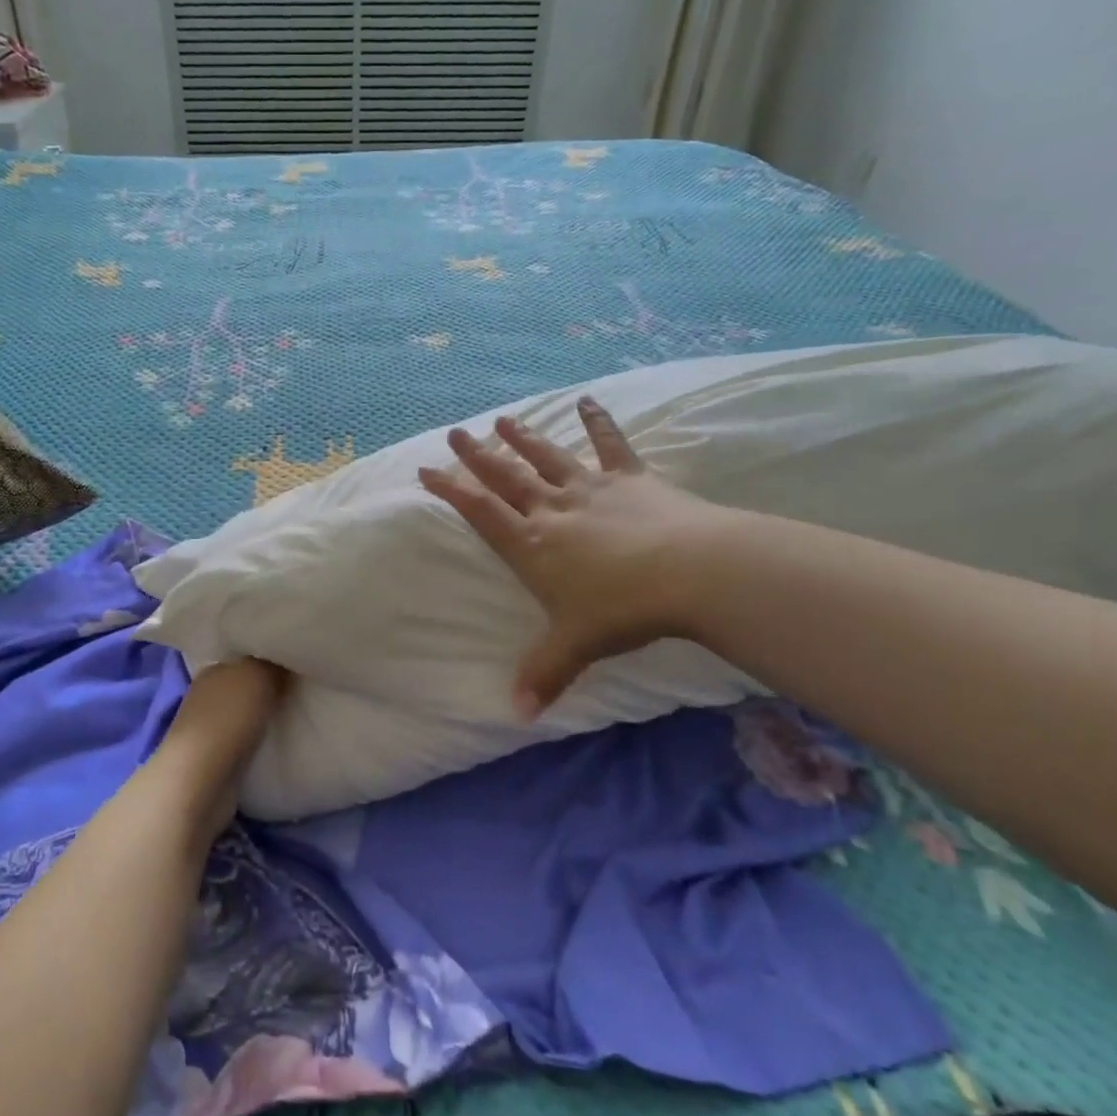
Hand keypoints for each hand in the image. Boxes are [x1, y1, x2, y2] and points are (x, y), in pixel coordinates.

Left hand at [151, 660, 287, 836]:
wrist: (202, 779)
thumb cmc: (228, 717)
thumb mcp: (259, 676)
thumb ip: (274, 665)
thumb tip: (285, 663)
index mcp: (212, 669)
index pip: (243, 658)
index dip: (267, 660)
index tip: (293, 665)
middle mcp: (205, 695)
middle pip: (243, 685)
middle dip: (266, 688)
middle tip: (297, 691)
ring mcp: (206, 728)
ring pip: (242, 714)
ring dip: (261, 716)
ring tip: (291, 716)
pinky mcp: (212, 758)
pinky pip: (242, 740)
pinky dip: (256, 740)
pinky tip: (274, 741)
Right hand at [418, 397, 740, 717]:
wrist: (690, 571)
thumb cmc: (622, 609)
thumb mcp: (575, 646)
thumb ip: (543, 674)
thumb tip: (518, 715)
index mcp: (532, 545)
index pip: (480, 512)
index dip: (450, 491)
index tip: (426, 470)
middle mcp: (554, 510)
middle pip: (507, 478)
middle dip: (477, 456)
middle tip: (456, 433)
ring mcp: (592, 489)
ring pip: (548, 458)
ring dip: (524, 438)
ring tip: (502, 419)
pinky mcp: (631, 479)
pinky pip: (611, 445)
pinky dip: (599, 422)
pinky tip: (589, 400)